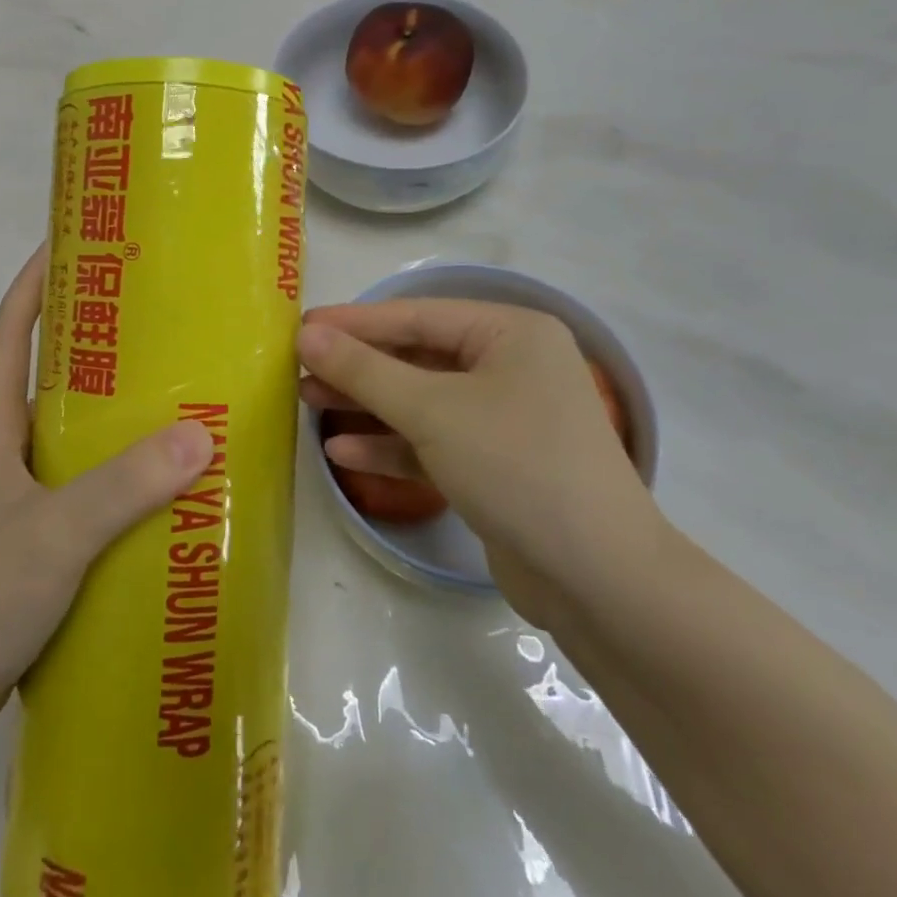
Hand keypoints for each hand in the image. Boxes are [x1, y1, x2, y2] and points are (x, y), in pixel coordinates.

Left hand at [0, 246, 214, 731]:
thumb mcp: (56, 533)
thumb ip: (123, 486)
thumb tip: (199, 434)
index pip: (6, 337)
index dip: (29, 288)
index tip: (63, 246)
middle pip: (38, 378)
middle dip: (83, 342)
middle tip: (145, 322)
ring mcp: (9, 500)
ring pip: (61, 434)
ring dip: (102, 411)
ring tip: (164, 396)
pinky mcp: (25, 540)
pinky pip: (74, 484)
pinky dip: (108, 472)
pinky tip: (150, 487)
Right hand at [298, 299, 664, 625]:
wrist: (599, 580)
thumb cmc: (516, 466)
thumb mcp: (432, 411)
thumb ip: (365, 370)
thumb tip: (307, 334)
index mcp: (510, 333)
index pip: (416, 316)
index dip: (354, 321)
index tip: (299, 327)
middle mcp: (510, 366)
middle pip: (416, 356)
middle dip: (357, 367)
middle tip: (297, 369)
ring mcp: (505, 417)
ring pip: (421, 400)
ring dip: (367, 403)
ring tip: (307, 403)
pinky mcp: (495, 464)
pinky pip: (433, 441)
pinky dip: (392, 444)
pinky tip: (344, 452)